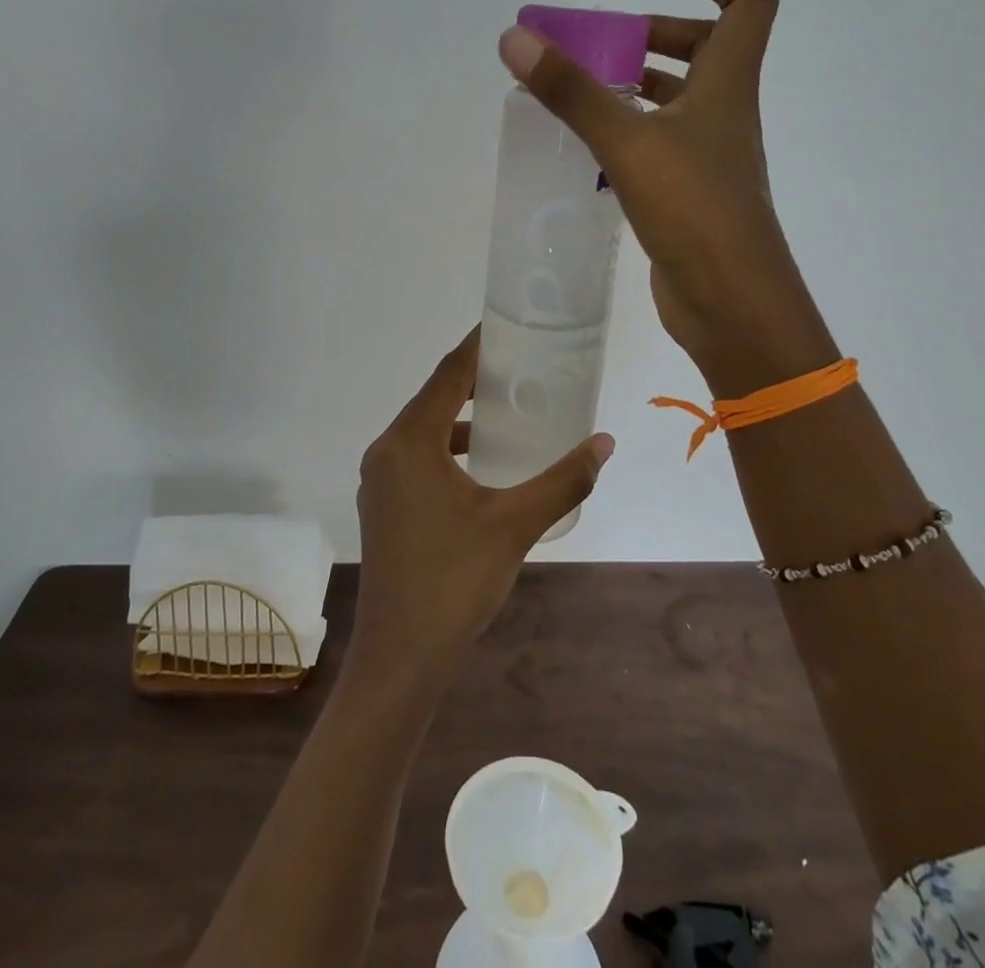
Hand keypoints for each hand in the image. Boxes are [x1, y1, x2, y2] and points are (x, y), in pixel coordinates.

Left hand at [351, 328, 613, 682]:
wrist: (400, 659)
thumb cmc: (454, 581)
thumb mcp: (515, 524)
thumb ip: (563, 481)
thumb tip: (604, 443)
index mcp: (409, 443)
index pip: (447, 375)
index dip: (477, 347)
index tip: (507, 325)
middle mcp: (386, 452)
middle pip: (434, 398)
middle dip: (475, 380)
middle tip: (522, 367)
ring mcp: (380, 482)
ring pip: (425, 431)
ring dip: (463, 418)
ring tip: (508, 411)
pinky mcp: (384, 507)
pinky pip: (418, 458)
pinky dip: (450, 449)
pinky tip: (483, 466)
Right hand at [498, 0, 834, 393]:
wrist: (732, 304)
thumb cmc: (694, 210)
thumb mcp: (628, 142)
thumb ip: (572, 91)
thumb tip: (516, 38)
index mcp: (728, 84)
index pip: (748, 3)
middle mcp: (724, 113)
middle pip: (704, 49)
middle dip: (652, 34)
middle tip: (596, 43)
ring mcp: (708, 157)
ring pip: (676, 101)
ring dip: (633, 85)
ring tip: (577, 90)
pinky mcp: (688, 194)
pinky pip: (657, 145)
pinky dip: (626, 133)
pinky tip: (585, 148)